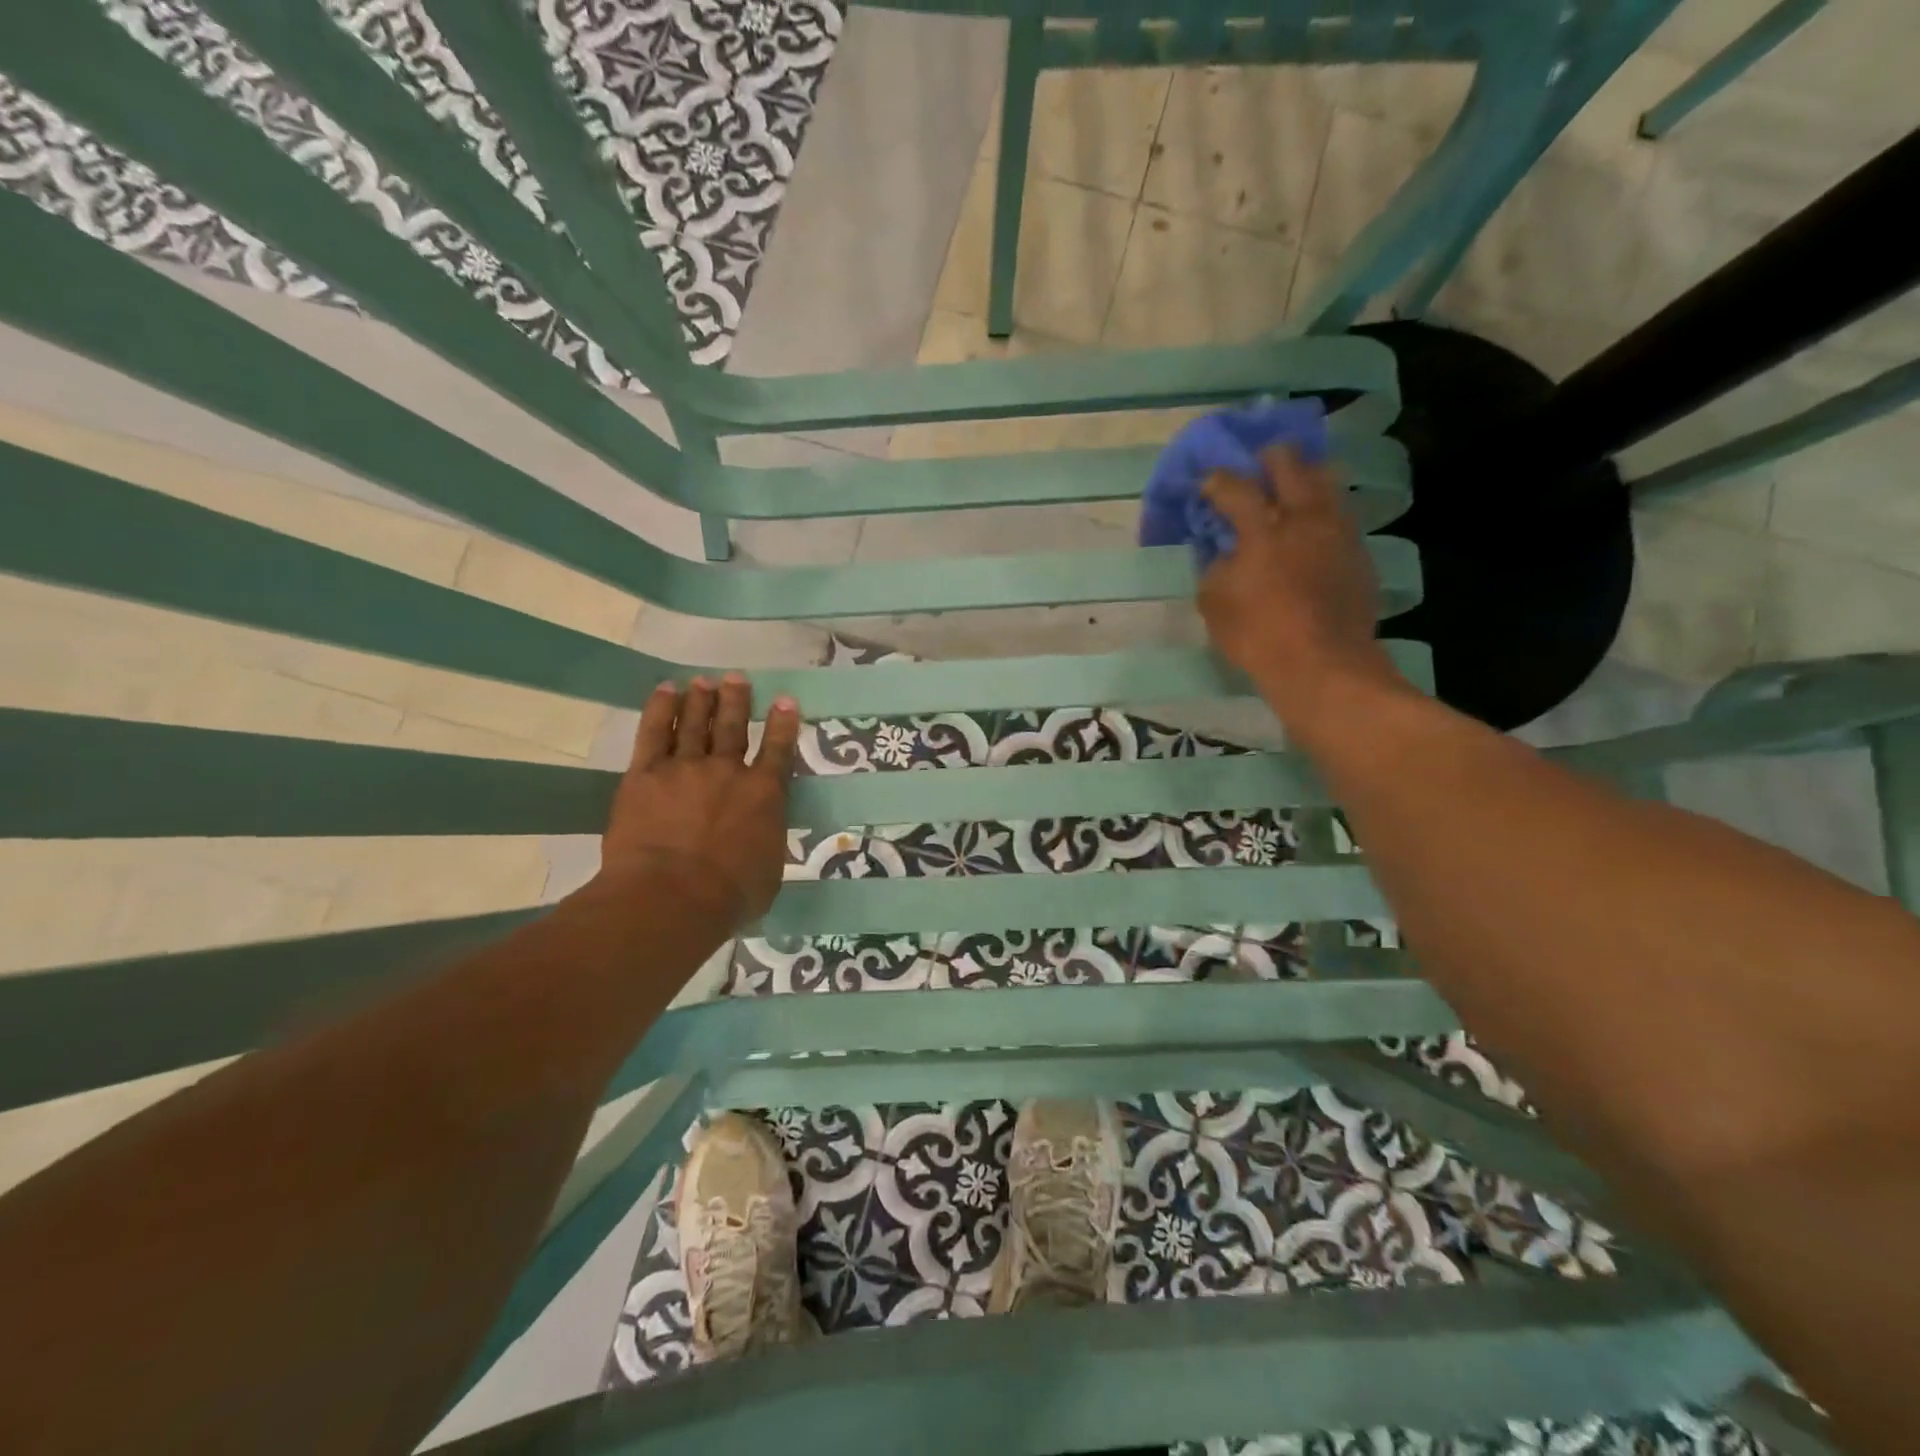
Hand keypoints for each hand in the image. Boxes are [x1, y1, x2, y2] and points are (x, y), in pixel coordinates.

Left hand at [600, 674, 800, 926]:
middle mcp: (728, 771)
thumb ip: (766, 843)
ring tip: (704, 680)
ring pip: (696, 723)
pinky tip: (666, 690)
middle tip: (737, 678)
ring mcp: (685, 768)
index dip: (784, 724)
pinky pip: (654, 733)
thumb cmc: (730, 896)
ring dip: (702, 699)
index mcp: (764, 795)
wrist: (671, 896)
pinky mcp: (645, 775)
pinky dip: (661, 709)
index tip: (785, 701)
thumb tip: (761, 836)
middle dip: (737, 700)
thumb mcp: (768, 872)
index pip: (778, 750)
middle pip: (733, 727)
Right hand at [1197, 447, 1401, 735]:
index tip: (1207, 483)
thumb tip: (1222, 552)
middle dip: (1268, 459)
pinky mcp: (1359, 552)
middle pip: (1289, 464)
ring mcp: (1338, 532)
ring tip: (1291, 489)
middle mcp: (1304, 518)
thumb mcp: (1215, 605)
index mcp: (1263, 530)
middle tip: (1255, 468)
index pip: (1235, 487)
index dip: (1216, 480)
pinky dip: (1323, 511)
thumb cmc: (1258, 637)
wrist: (1323, 665)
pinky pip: (1341, 515)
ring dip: (1304, 478)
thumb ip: (1215, 568)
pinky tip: (1313, 528)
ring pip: (1326, 481)